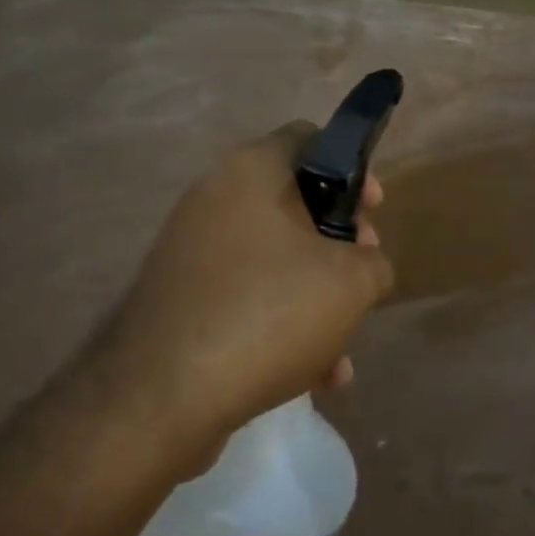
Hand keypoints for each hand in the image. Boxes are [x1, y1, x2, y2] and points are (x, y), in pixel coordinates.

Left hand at [99, 123, 393, 445]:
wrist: (160, 397)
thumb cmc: (267, 312)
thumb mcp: (350, 283)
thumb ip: (374, 263)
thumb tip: (365, 266)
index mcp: (252, 170)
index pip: (309, 139)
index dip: (354, 170)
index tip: (374, 212)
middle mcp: (215, 197)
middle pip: (295, 204)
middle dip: (339, 245)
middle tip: (361, 279)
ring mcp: (192, 249)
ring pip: (274, 259)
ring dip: (315, 297)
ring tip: (341, 351)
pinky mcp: (180, 297)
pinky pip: (245, 296)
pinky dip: (279, 323)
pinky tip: (312, 377)